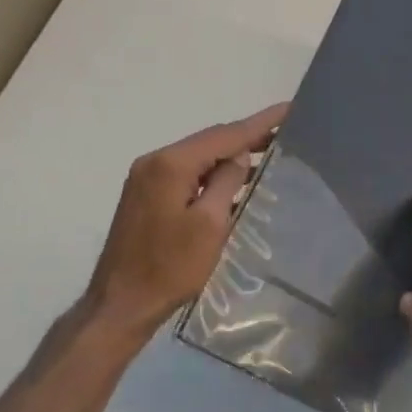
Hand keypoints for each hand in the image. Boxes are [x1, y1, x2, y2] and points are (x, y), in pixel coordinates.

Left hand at [86, 103, 287, 335]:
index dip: (260, 123)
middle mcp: (154, 162)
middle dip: (246, 136)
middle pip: (209, 141)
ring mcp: (146, 178)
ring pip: (197, 157)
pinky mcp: (145, 196)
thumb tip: (238, 157)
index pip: (224, 135)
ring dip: (230, 156)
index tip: (289, 109)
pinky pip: (186, 173)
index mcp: (170, 164)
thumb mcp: (210, 225)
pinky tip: (235, 178)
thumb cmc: (170, 268)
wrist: (122, 302)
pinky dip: (212, 172)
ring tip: (268, 154)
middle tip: (285, 132)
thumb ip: (227, 182)